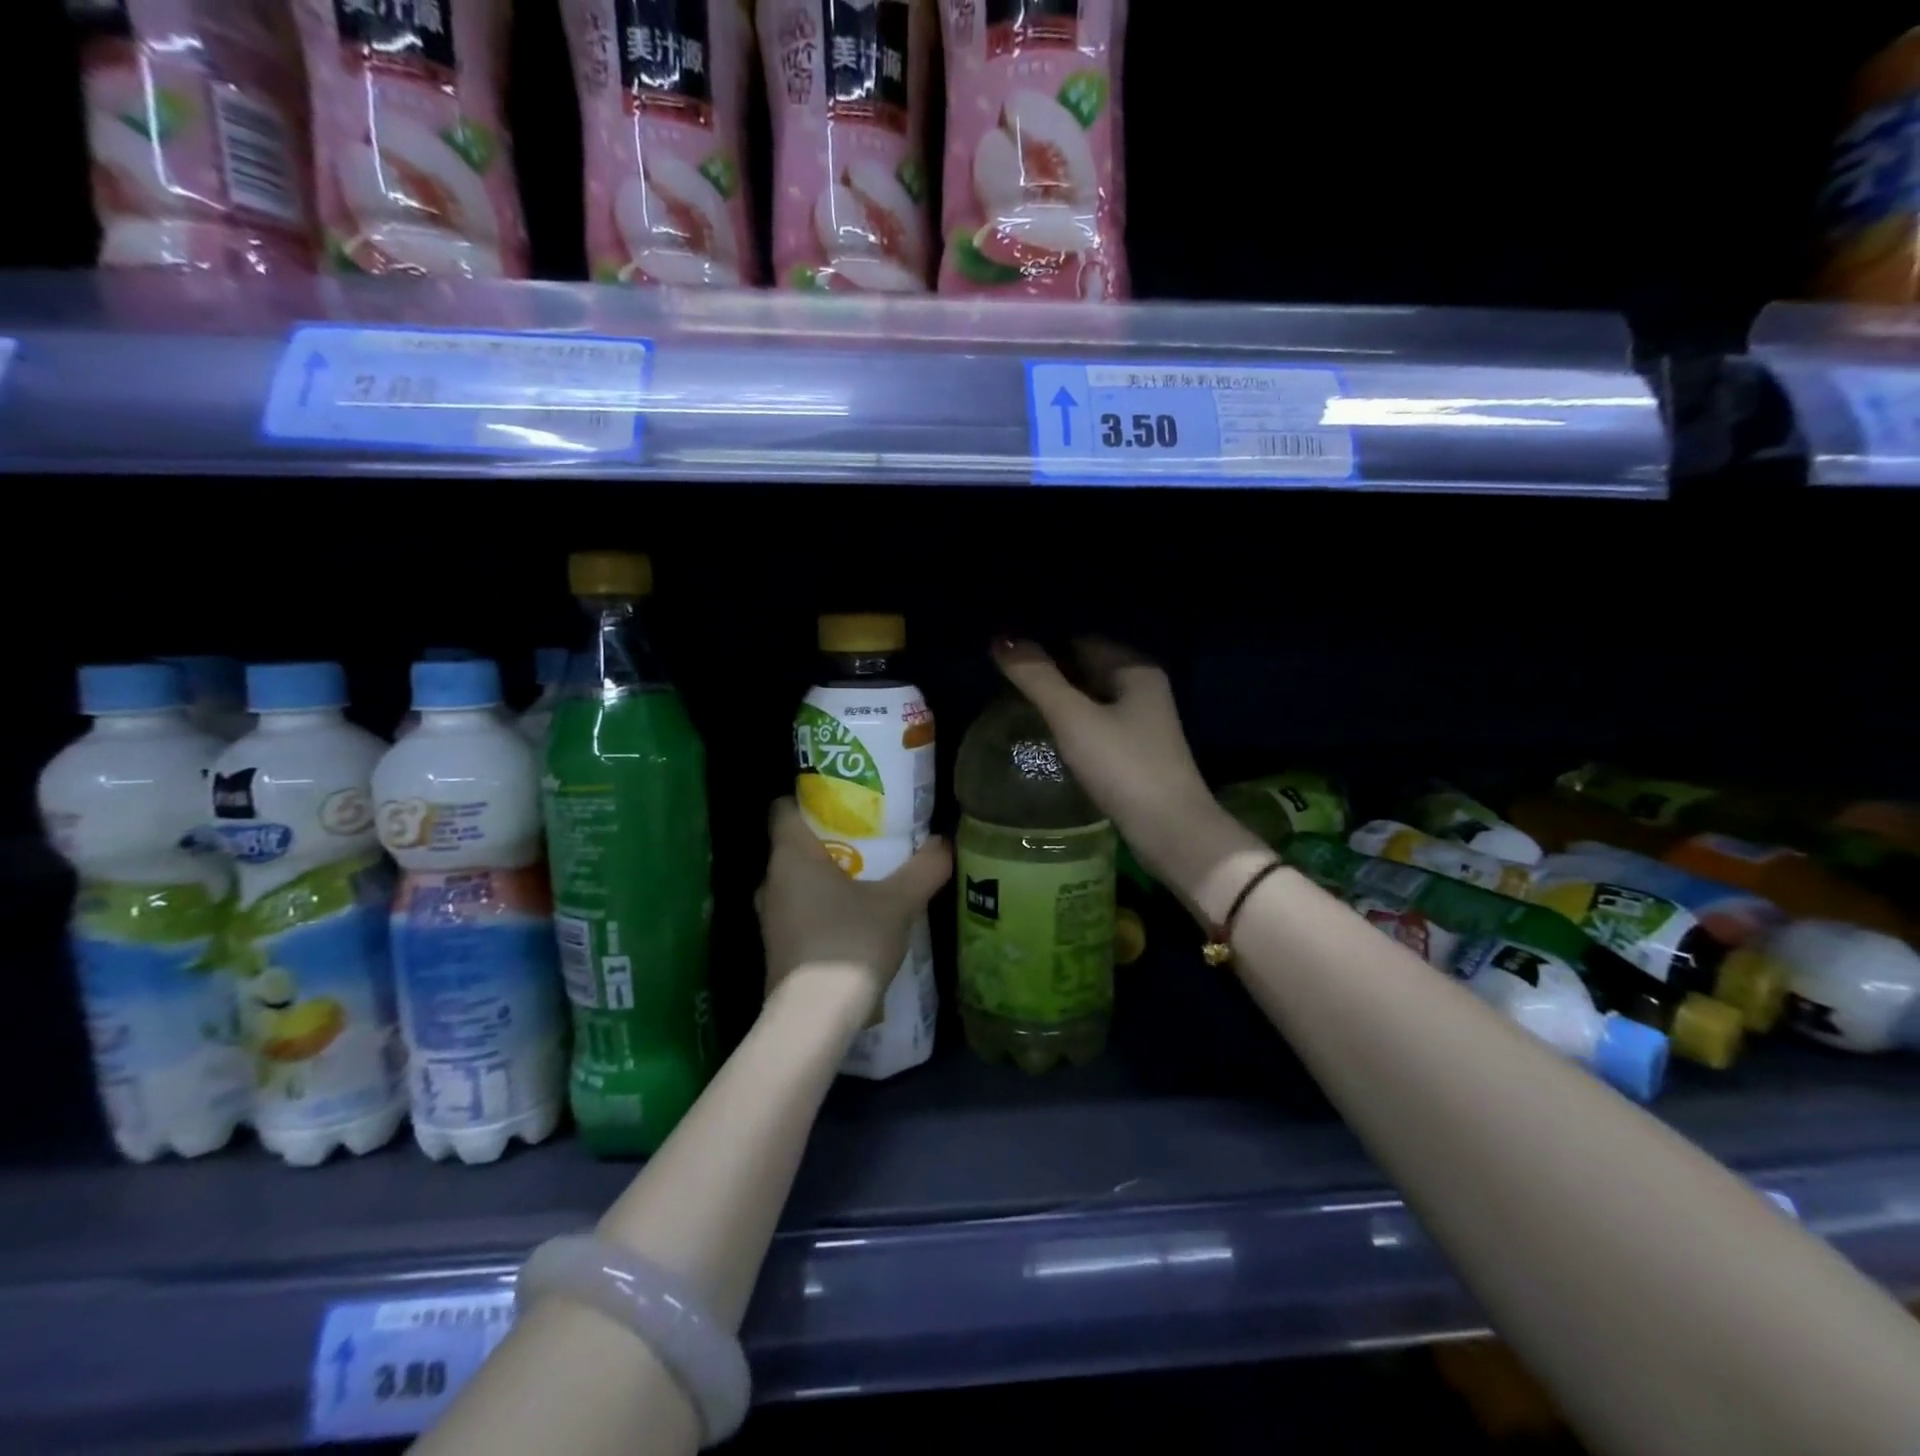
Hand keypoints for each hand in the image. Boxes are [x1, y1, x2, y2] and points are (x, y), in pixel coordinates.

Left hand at [756, 797, 950, 1022]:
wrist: (814, 1019)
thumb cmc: (850, 943)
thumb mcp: (898, 902)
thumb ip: (923, 868)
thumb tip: (943, 842)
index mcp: (790, 855)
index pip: (783, 808)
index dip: (809, 799)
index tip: (843, 802)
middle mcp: (771, 880)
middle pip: (794, 845)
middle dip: (828, 840)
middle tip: (867, 839)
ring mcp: (769, 917)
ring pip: (795, 880)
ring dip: (825, 876)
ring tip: (866, 878)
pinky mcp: (777, 947)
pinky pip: (798, 910)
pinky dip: (821, 906)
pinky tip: (853, 918)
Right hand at [992, 638, 1238, 900]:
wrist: (1171, 831)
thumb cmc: (1123, 767)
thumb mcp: (1073, 718)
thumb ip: (1037, 678)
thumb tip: (1000, 639)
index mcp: (1135, 669)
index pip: (1080, 642)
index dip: (1044, 648)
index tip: (1007, 662)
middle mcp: (1144, 689)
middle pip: (1087, 669)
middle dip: (1051, 676)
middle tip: (1005, 688)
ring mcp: (1143, 723)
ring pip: (1092, 700)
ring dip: (1061, 703)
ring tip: (1020, 711)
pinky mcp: (1137, 753)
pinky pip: (1098, 726)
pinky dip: (1074, 727)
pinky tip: (1051, 739)